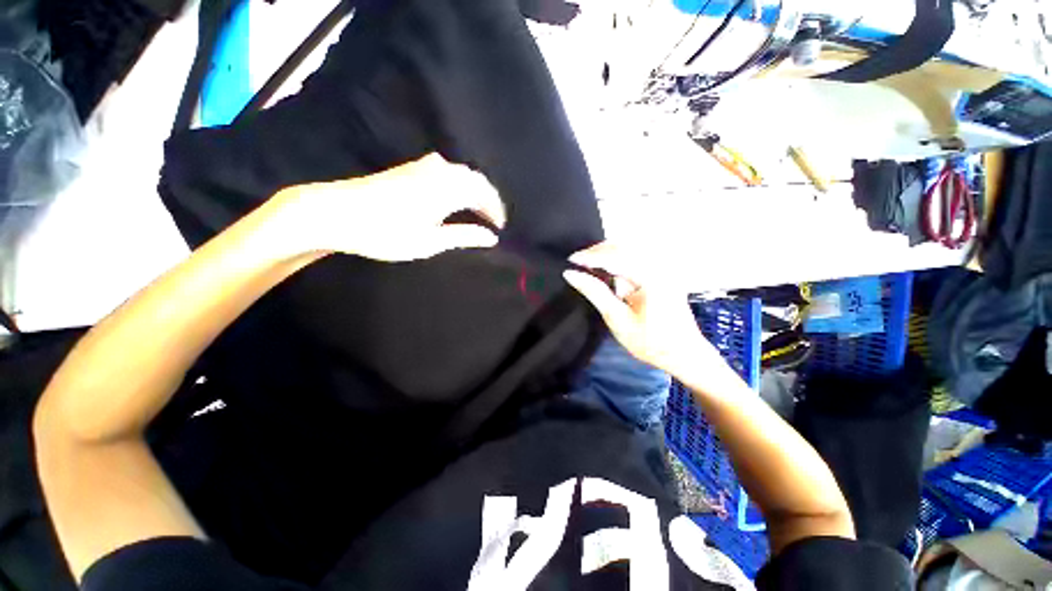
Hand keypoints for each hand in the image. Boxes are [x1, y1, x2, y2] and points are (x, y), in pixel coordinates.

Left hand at [272, 155, 504, 261]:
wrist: (337, 213)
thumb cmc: (387, 232)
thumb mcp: (430, 241)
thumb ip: (464, 236)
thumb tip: (491, 238)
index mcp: (448, 188)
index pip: (483, 194)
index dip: (495, 210)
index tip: (500, 227)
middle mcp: (440, 171)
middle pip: (475, 179)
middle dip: (487, 199)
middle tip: (491, 220)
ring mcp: (423, 166)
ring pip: (460, 173)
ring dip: (473, 190)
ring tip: (476, 210)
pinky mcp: (410, 168)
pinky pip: (446, 171)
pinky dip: (458, 184)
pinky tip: (453, 196)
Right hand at [563, 242, 725, 378]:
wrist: (684, 353)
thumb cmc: (650, 341)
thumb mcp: (617, 319)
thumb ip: (594, 292)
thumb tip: (570, 274)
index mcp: (650, 277)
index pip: (615, 256)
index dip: (590, 256)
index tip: (570, 259)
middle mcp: (659, 266)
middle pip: (623, 246)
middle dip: (598, 252)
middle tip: (578, 263)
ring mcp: (663, 268)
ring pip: (630, 249)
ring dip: (607, 254)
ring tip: (589, 265)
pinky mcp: (663, 272)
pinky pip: (637, 257)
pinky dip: (618, 260)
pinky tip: (608, 270)